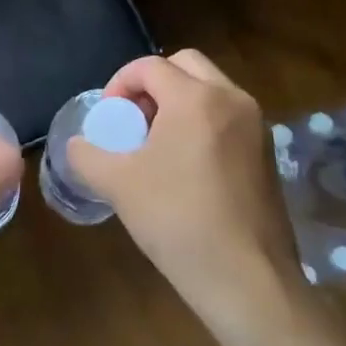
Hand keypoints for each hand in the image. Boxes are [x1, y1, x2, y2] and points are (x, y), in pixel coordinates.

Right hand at [66, 49, 306, 323]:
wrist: (247, 281)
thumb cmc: (178, 221)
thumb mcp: (117, 184)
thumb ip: (86, 155)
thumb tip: (77, 145)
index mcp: (196, 98)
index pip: (150, 66)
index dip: (119, 83)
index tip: (108, 117)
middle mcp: (232, 99)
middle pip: (185, 64)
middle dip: (152, 83)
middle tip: (133, 118)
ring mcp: (256, 126)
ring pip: (210, 89)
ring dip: (178, 100)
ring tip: (156, 143)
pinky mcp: (268, 153)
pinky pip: (227, 116)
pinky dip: (202, 121)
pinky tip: (185, 166)